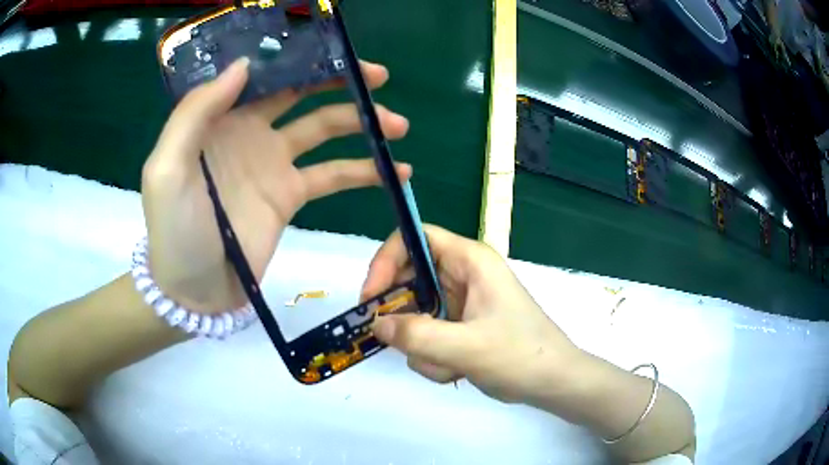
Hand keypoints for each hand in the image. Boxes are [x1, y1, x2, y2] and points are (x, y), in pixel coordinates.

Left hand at [142, 58, 411, 312]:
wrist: (193, 292)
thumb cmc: (173, 231)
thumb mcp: (166, 169)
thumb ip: (195, 113)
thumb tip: (244, 65)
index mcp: (220, 117)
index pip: (264, 74)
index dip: (298, 58)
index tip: (334, 50)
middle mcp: (249, 130)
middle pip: (301, 92)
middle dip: (340, 81)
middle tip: (379, 77)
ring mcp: (274, 162)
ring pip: (324, 129)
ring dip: (362, 122)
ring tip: (397, 125)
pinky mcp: (291, 195)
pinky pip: (333, 175)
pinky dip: (364, 170)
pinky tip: (397, 170)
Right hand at [361, 225, 580, 403]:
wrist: (553, 383)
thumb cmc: (521, 356)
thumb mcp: (466, 347)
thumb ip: (417, 335)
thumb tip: (376, 324)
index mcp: (471, 262)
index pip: (416, 238)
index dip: (387, 260)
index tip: (371, 297)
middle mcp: (465, 276)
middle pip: (411, 279)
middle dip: (403, 315)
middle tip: (393, 340)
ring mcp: (462, 303)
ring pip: (417, 314)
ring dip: (422, 345)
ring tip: (448, 365)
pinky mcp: (462, 326)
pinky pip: (429, 334)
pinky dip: (433, 356)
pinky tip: (456, 371)